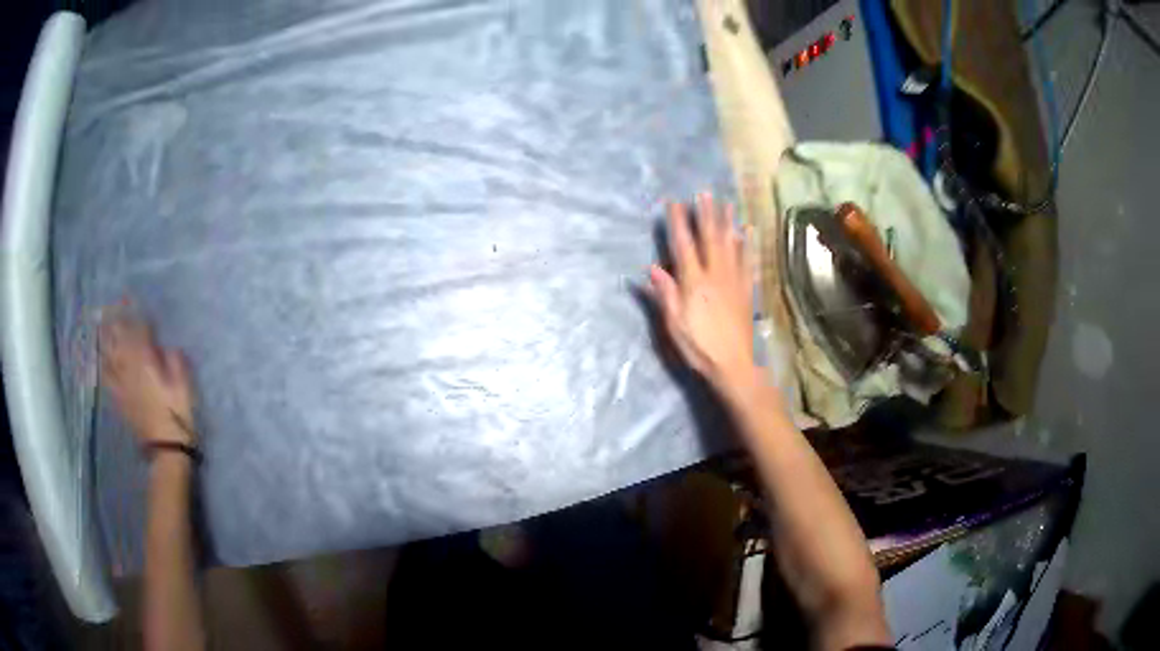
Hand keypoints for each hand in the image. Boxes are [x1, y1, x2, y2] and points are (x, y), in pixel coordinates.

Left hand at [100, 307, 195, 445]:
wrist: (167, 450)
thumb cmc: (178, 414)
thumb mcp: (184, 384)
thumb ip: (174, 360)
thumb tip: (166, 348)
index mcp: (146, 361)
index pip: (138, 330)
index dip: (136, 315)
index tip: (133, 301)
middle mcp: (129, 368)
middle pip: (118, 339)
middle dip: (113, 321)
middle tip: (108, 307)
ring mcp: (121, 384)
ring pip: (108, 355)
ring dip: (103, 340)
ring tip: (98, 327)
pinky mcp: (119, 400)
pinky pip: (106, 378)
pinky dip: (101, 365)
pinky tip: (99, 360)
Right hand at [649, 193, 756, 394]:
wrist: (734, 364)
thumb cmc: (699, 347)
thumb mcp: (675, 324)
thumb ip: (666, 294)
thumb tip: (653, 267)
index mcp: (694, 282)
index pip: (684, 246)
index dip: (678, 223)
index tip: (674, 203)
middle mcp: (715, 274)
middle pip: (710, 238)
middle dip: (706, 214)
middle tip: (704, 193)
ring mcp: (734, 280)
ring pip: (731, 245)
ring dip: (727, 222)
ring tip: (726, 203)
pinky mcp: (747, 290)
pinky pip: (749, 261)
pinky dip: (748, 245)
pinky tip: (748, 232)